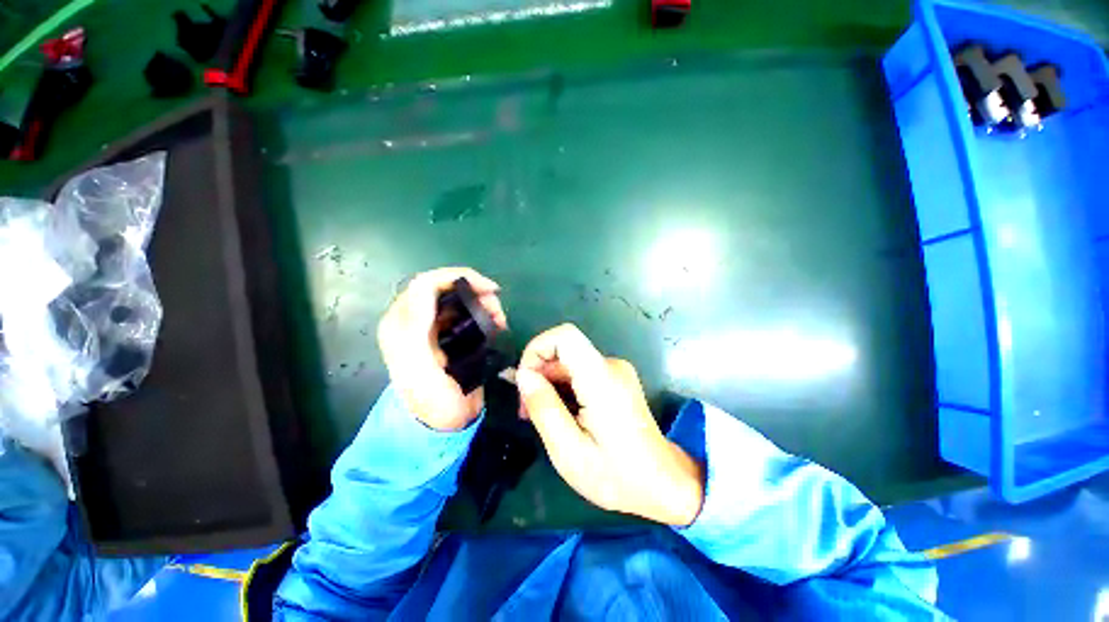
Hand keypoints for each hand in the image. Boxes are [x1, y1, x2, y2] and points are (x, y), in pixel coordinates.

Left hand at [377, 267, 506, 430]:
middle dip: (476, 292)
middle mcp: (414, 321)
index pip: (427, 283)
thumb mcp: (419, 365)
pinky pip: (466, 313)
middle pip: (446, 288)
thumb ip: (416, 326)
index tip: (491, 289)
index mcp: (402, 324)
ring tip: (501, 321)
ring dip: (483, 303)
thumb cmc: (431, 400)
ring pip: (459, 300)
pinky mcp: (447, 336)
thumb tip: (425, 287)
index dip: (460, 277)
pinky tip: (496, 326)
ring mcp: (432, 328)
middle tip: (499, 310)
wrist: (442, 425)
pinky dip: (483, 314)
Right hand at [516, 324, 703, 525]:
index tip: (524, 381)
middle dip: (539, 375)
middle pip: (564, 351)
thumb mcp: (568, 451)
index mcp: (602, 379)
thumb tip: (522, 374)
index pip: (565, 335)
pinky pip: (581, 373)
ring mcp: (616, 371)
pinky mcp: (616, 379)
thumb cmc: (616, 476)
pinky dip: (565, 388)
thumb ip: (543, 408)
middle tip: (527, 412)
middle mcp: (611, 365)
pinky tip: (563, 415)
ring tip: (544, 418)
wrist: (663, 484)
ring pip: (570, 363)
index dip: (537, 348)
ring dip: (551, 384)